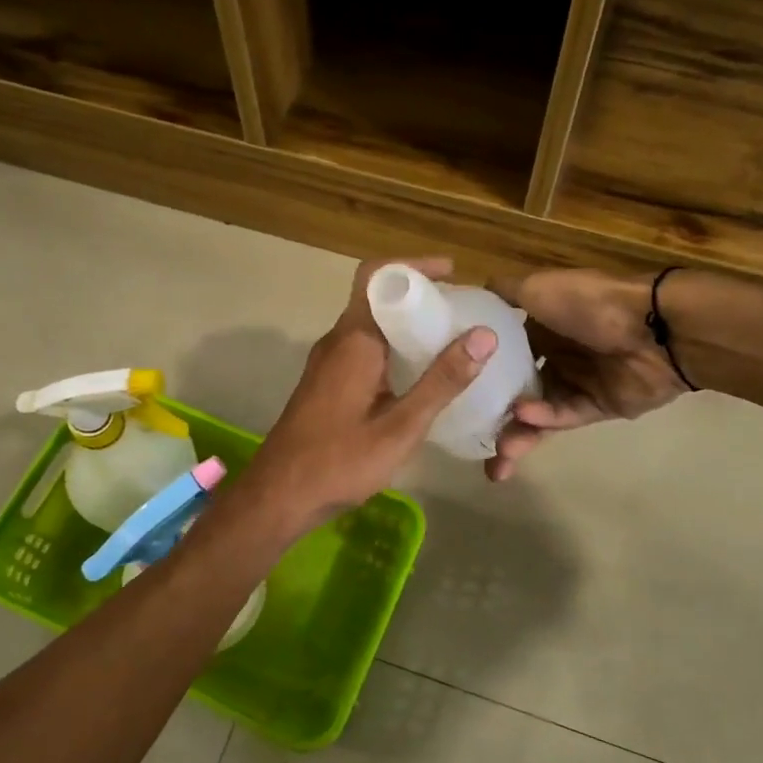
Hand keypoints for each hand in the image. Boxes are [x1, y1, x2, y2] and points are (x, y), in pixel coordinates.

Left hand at [235, 258, 497, 536]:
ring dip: (407, 326)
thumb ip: (442, 382)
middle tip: (462, 311)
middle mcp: (337, 342)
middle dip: (420, 298)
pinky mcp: (326, 385)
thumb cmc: (339, 461)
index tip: (453, 272)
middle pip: (377, 299)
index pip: (378, 276)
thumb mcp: (401, 426)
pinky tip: (420, 377)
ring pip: (370, 326)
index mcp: (353, 341)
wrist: (279, 496)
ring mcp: (328, 364)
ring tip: (451, 341)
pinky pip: (363, 350)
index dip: (414, 266)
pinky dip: (393, 349)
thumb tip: (484, 335)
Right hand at [485, 269, 688, 481]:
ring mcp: (575, 383)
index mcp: (539, 327)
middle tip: (468, 442)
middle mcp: (554, 356)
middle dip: (492, 417)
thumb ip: (502, 293)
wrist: (653, 327)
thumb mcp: (536, 287)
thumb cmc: (588, 303)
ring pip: (535, 415)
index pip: (501, 355)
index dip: (477, 373)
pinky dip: (543, 418)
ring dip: (516, 434)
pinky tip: (524, 418)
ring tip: (496, 460)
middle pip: (514, 391)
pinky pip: (562, 417)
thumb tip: (468, 295)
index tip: (448, 390)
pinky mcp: (596, 408)